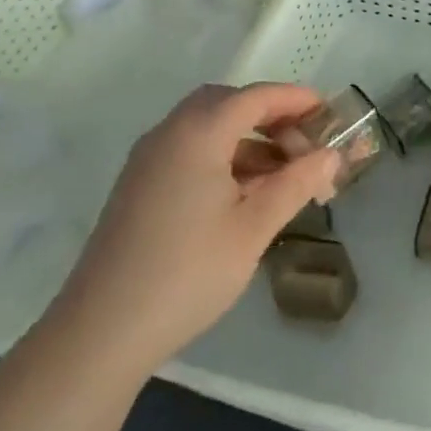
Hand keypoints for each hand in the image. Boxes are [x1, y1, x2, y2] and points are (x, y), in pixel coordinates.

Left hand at [46, 83, 339, 377]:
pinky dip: (223, 156)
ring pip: (207, 127)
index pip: (255, 97)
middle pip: (228, 103)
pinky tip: (245, 193)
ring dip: (248, 138)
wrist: (99, 333)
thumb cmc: (187, 273)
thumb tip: (331, 156)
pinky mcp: (139, 186)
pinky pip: (190, 150)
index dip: (295, 99)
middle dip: (270, 115)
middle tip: (304, 142)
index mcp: (198, 134)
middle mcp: (170, 134)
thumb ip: (296, 184)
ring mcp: (149, 160)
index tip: (328, 112)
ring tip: (284, 174)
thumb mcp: (253, 228)